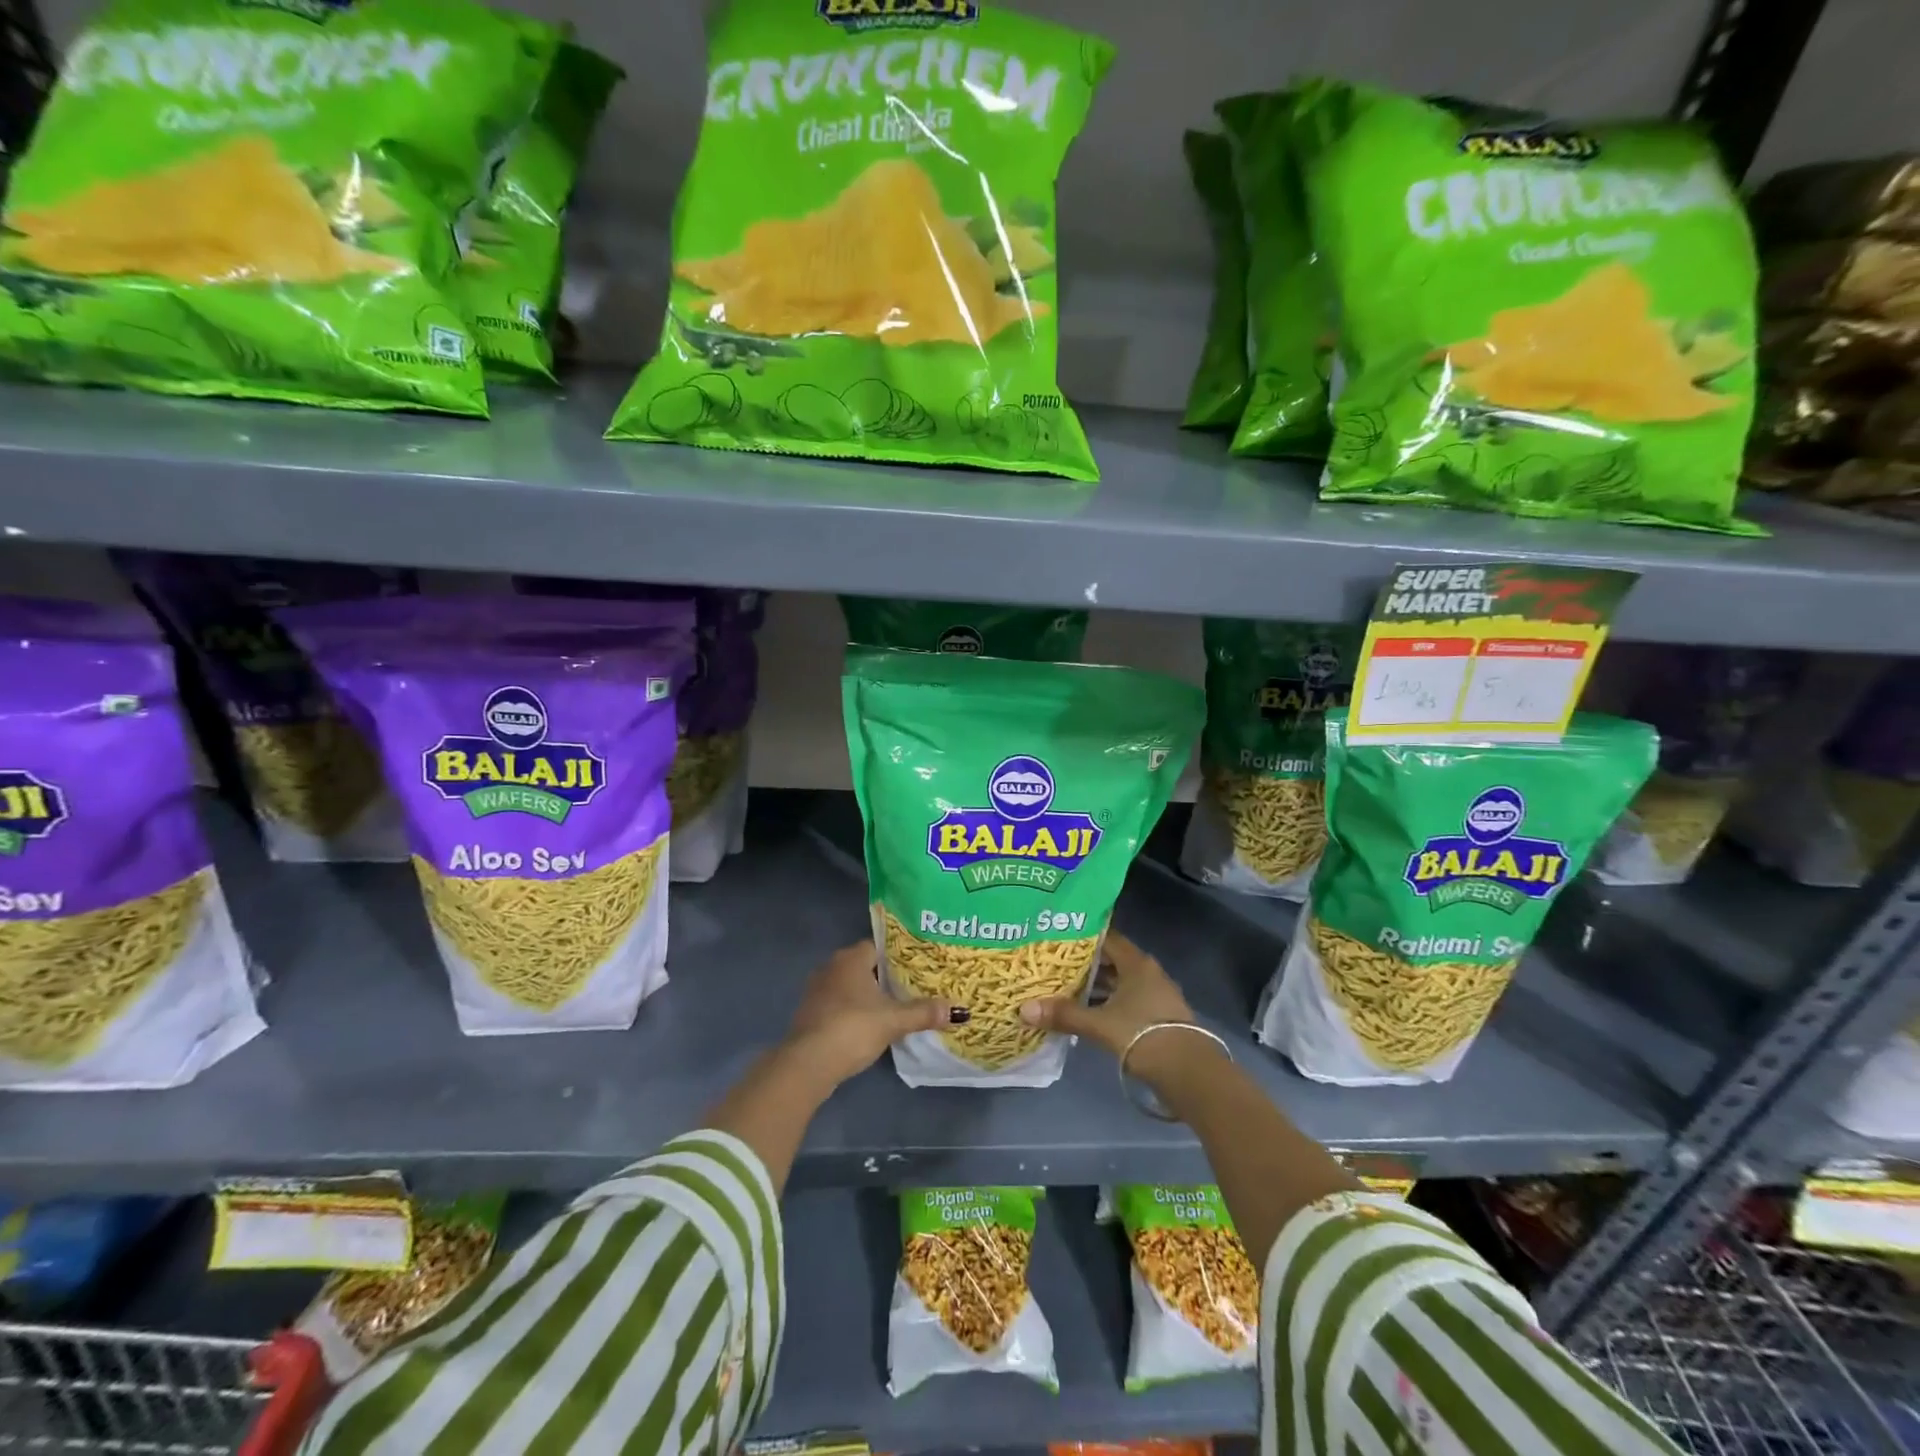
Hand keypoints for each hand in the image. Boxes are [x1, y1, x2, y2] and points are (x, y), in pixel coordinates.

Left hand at [782, 940, 955, 1089]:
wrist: (808, 1063)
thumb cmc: (853, 1028)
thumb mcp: (894, 1020)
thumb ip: (924, 1013)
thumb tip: (958, 1011)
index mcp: (851, 958)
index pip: (878, 946)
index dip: (898, 955)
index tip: (918, 966)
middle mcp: (831, 967)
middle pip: (864, 966)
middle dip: (885, 976)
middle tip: (912, 987)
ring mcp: (817, 990)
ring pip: (850, 986)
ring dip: (868, 996)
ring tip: (894, 1007)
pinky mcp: (810, 1013)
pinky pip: (838, 1004)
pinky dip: (853, 1011)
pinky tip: (869, 1025)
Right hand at [1018, 931, 1195, 1060]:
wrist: (1189, 1074)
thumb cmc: (1144, 1035)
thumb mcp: (1100, 1025)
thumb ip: (1064, 1015)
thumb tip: (1024, 1009)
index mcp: (1137, 963)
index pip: (1106, 938)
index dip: (1082, 936)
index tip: (1056, 936)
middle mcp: (1147, 973)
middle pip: (1111, 961)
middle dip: (1083, 963)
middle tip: (1053, 963)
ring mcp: (1154, 996)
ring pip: (1118, 983)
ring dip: (1095, 986)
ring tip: (1062, 987)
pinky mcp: (1156, 1017)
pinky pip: (1125, 1001)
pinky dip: (1106, 1003)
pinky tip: (1085, 1013)